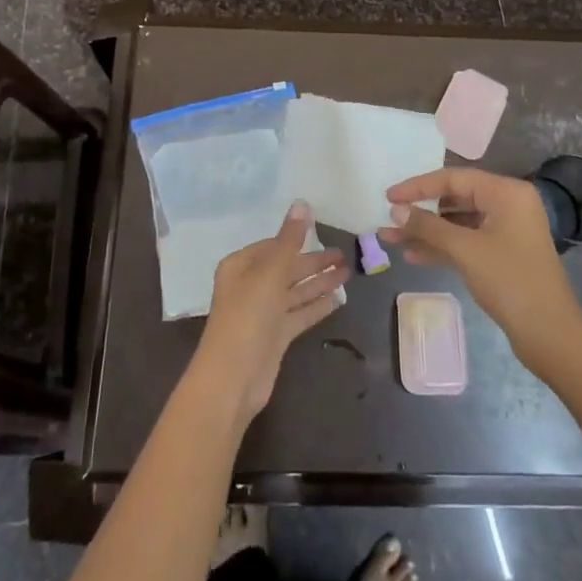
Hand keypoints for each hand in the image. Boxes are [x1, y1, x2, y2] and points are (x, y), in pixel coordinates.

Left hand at [191, 202, 348, 423]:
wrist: (233, 378)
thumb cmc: (248, 316)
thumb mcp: (270, 273)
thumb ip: (289, 239)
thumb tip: (302, 203)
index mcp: (241, 266)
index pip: (273, 245)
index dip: (297, 239)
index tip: (323, 231)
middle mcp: (250, 286)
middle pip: (287, 268)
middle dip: (314, 262)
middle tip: (345, 255)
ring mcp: (263, 313)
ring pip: (295, 291)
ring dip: (319, 282)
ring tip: (348, 273)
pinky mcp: (275, 336)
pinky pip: (299, 314)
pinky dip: (316, 306)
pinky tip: (337, 300)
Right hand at [382, 168, 581, 363]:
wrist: (550, 335)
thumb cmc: (510, 281)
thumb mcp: (465, 250)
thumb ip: (428, 226)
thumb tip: (395, 211)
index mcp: (506, 192)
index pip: (453, 178)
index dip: (418, 186)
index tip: (388, 196)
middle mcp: (508, 204)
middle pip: (455, 198)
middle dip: (420, 212)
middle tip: (388, 219)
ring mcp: (506, 230)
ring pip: (458, 223)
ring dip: (427, 231)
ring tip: (391, 239)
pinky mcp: (503, 254)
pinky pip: (466, 241)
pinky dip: (442, 247)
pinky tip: (413, 256)